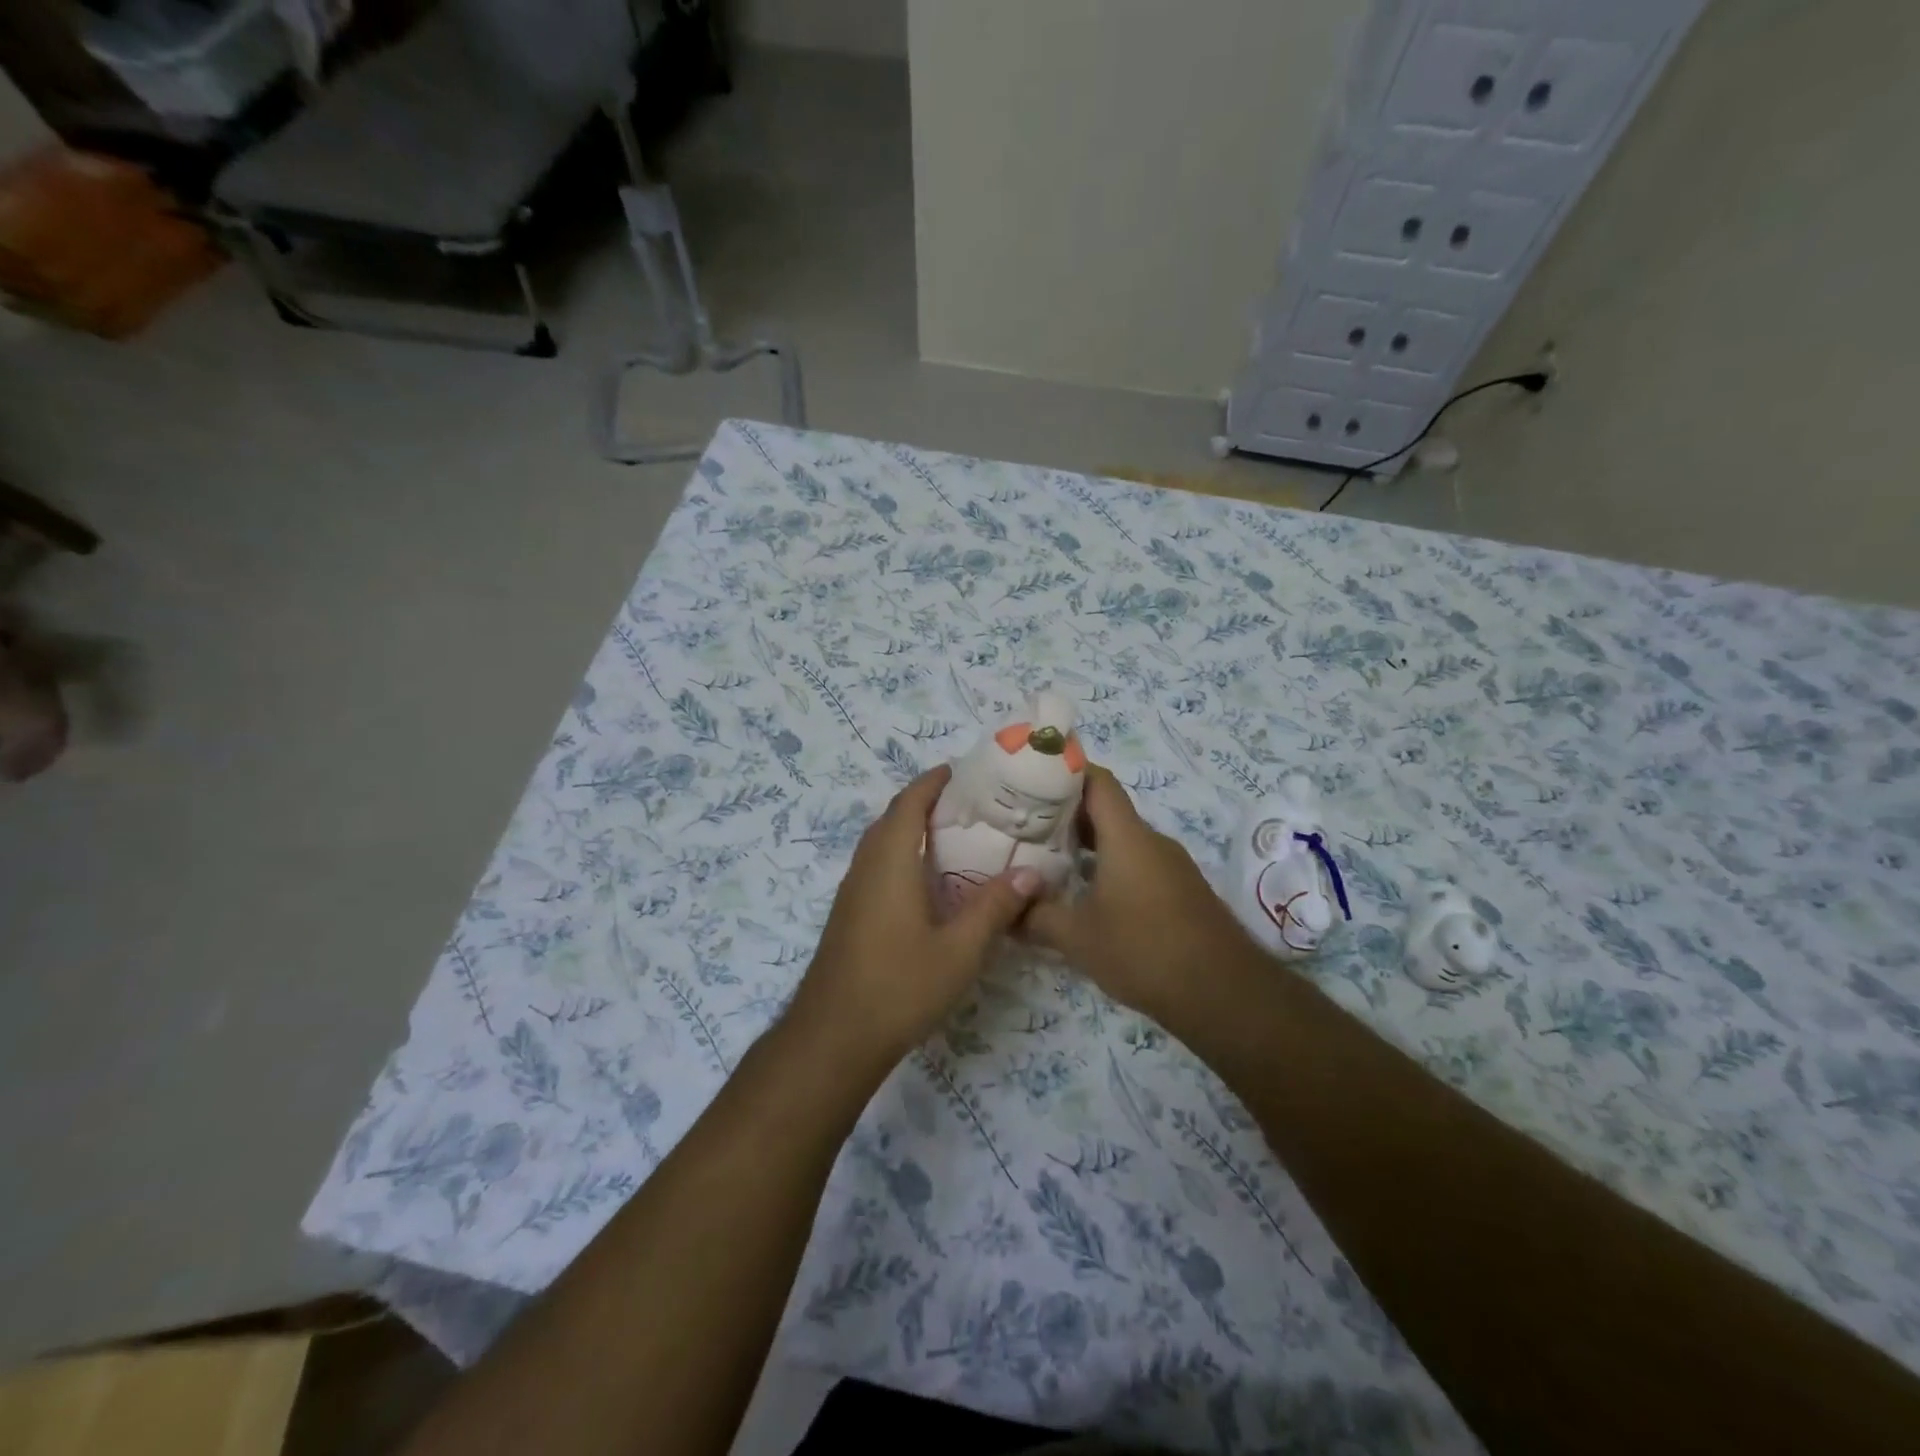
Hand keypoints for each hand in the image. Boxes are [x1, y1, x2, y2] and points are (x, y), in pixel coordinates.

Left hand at [784, 766, 1043, 1075]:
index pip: (910, 801)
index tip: (967, 772)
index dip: (935, 781)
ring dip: (914, 829)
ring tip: (960, 837)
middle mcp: (866, 865)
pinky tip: (932, 883)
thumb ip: (994, 908)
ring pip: (883, 842)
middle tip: (974, 805)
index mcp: (890, 860)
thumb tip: (1032, 874)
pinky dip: (904, 855)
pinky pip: (879, 865)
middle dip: (928, 802)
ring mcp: (853, 890)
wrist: (833, 1038)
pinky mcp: (850, 913)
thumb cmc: (899, 987)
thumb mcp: (959, 950)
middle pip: (895, 817)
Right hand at [1026, 765, 1252, 1024]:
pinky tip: (1085, 893)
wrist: (1225, 994)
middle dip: (1065, 812)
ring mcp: (1170, 866)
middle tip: (1025, 824)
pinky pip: (1137, 863)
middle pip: (1107, 809)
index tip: (1031, 778)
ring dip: (1086, 843)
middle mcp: (1151, 842)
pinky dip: (1108, 866)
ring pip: (1122, 839)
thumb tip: (1005, 910)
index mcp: (1127, 837)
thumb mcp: (1078, 937)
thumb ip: (1037, 917)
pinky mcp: (1180, 890)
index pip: (1097, 781)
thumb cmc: (1145, 951)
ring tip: (1047, 858)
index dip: (1065, 771)